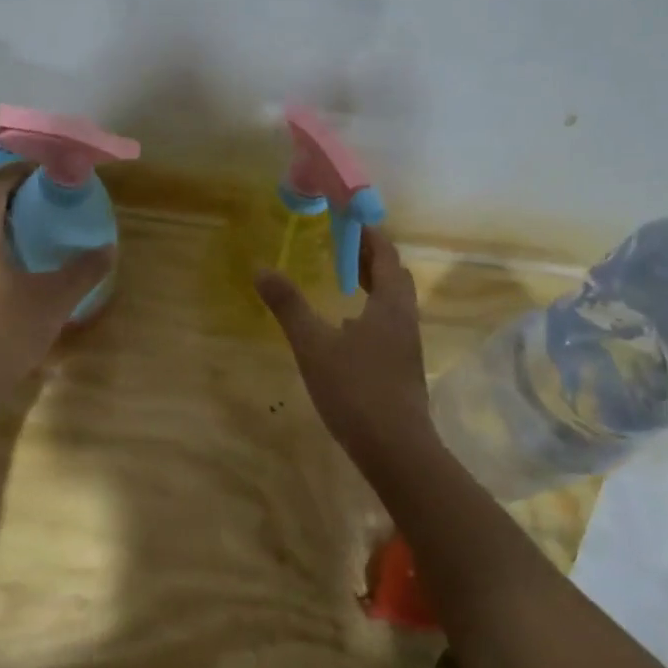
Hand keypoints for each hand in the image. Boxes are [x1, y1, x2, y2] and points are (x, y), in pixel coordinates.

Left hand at [0, 168, 113, 390]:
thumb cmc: (6, 332)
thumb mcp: (54, 299)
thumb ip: (83, 271)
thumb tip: (108, 249)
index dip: (21, 172)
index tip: (51, 170)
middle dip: (21, 196)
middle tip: (57, 198)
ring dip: (13, 223)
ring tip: (49, 227)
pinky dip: (5, 246)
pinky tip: (31, 264)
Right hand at [257, 227, 432, 457]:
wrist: (396, 450)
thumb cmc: (356, 390)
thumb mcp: (314, 345)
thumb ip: (289, 306)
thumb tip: (261, 269)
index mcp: (390, 304)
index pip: (386, 255)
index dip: (369, 234)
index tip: (348, 218)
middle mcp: (404, 319)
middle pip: (394, 277)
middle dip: (371, 257)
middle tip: (342, 245)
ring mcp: (406, 346)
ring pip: (393, 303)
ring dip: (373, 285)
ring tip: (345, 280)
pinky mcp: (402, 369)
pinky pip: (388, 325)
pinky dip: (371, 312)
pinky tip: (347, 329)